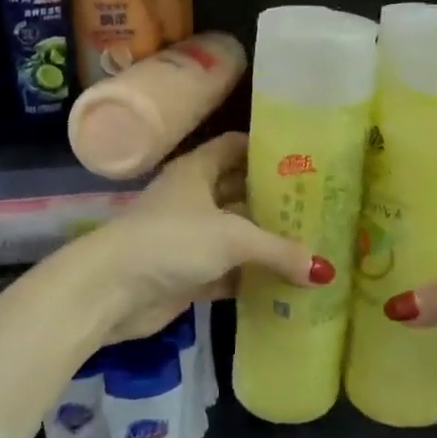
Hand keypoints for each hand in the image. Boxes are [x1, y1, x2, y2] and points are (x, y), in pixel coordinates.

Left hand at [91, 133, 331, 342]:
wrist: (111, 291)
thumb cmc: (171, 241)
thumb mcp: (232, 238)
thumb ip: (279, 251)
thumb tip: (325, 271)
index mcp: (196, 171)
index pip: (235, 147)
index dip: (266, 149)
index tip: (305, 158)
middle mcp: (194, 199)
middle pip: (240, 192)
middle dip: (275, 200)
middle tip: (319, 206)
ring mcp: (190, 238)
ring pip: (237, 235)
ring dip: (267, 242)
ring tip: (314, 242)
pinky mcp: (189, 274)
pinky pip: (230, 272)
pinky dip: (254, 278)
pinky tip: (288, 283)